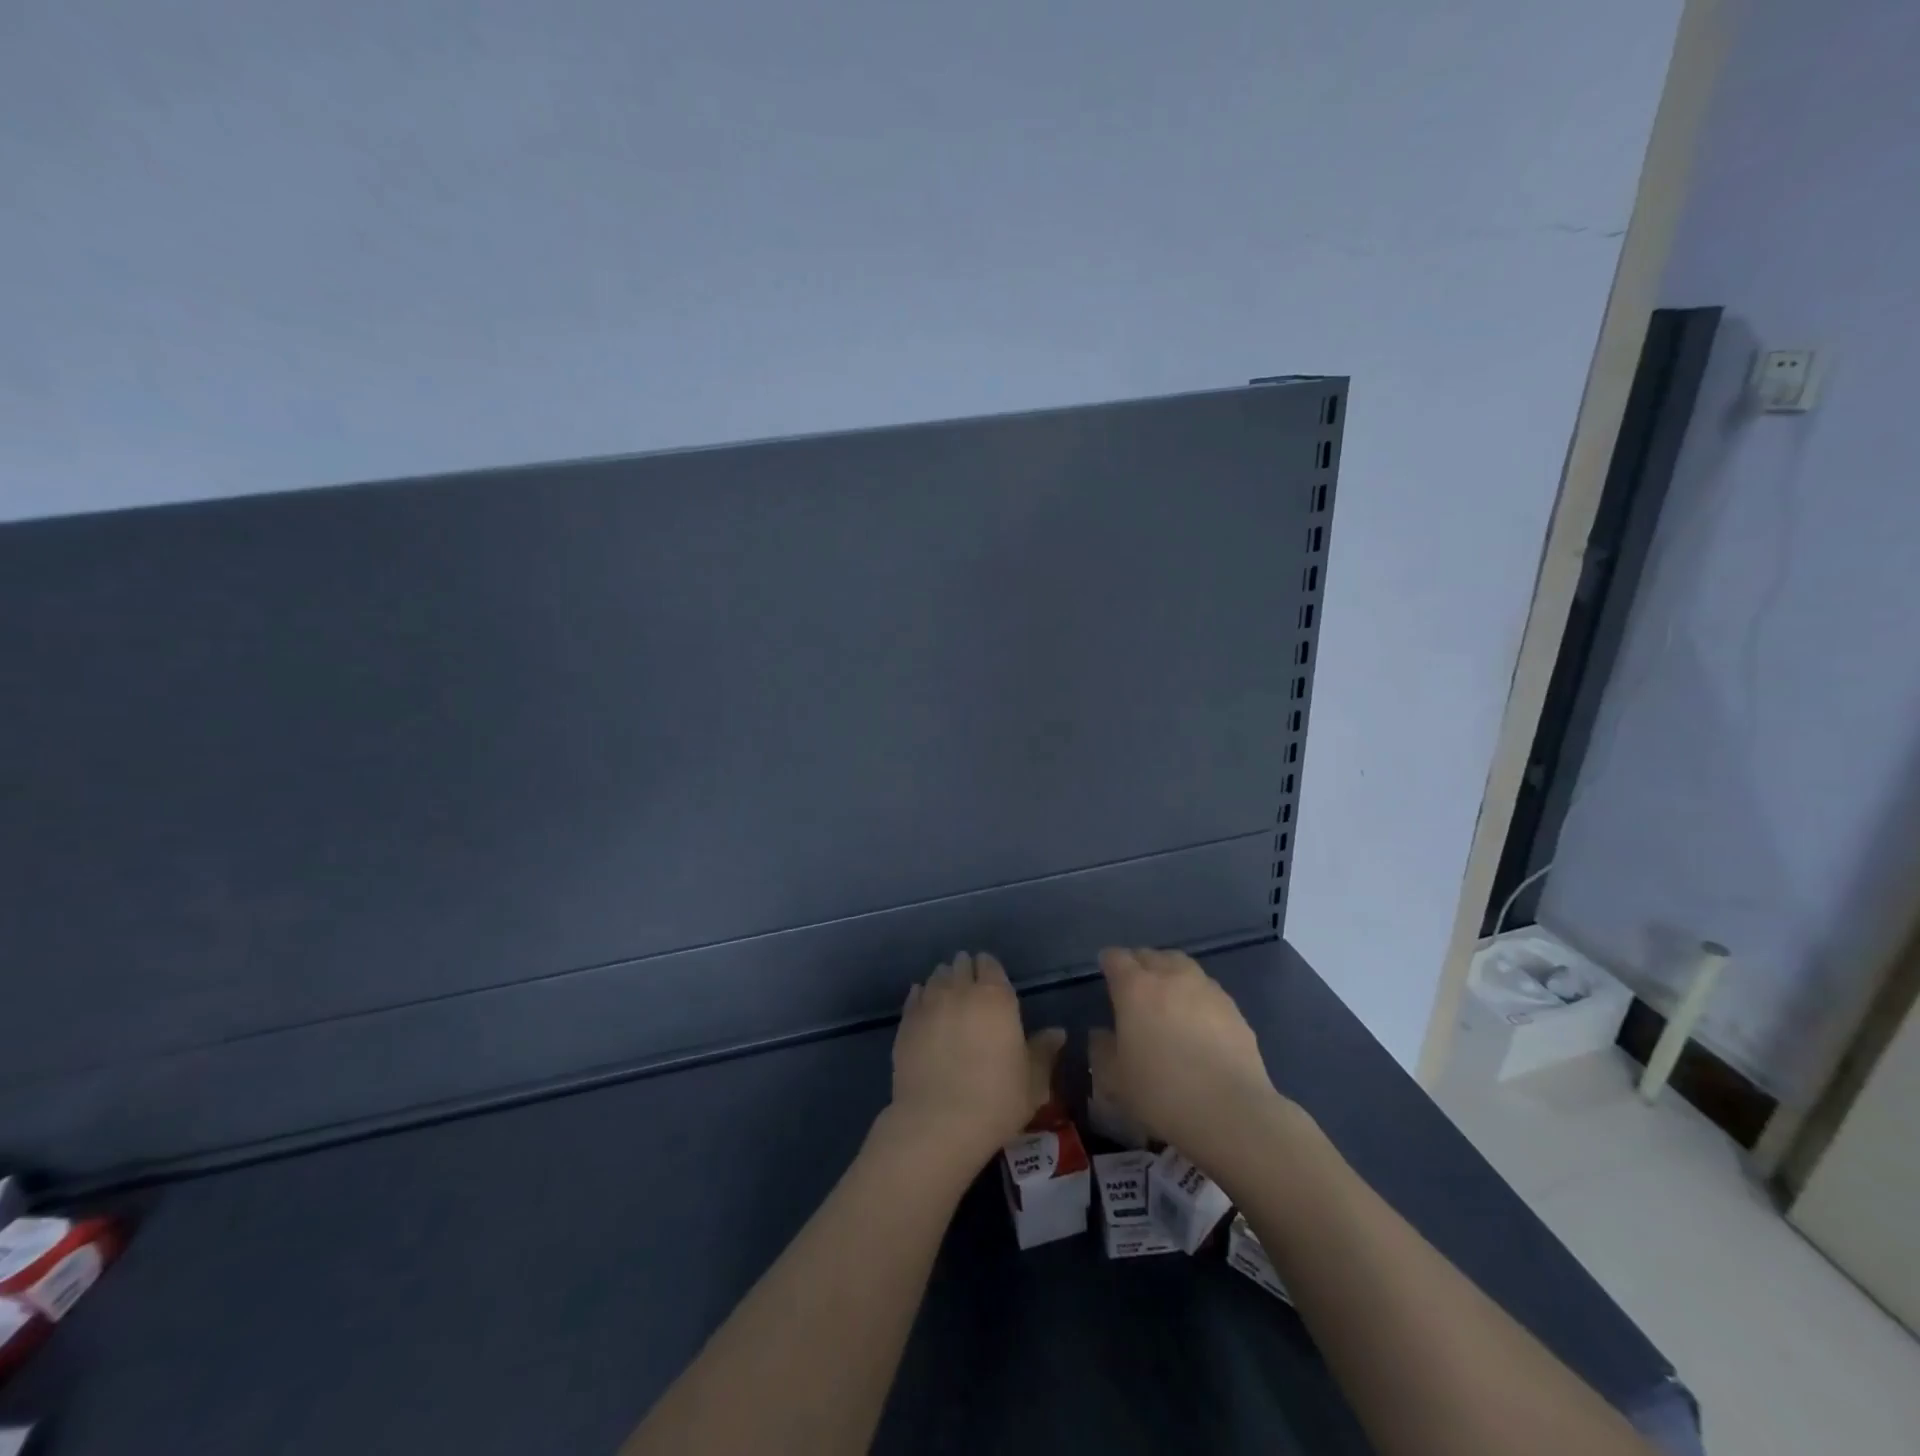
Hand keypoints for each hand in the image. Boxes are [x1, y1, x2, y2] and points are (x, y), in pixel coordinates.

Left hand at [884, 952, 1064, 1171]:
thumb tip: (1057, 1033)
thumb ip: (1044, 1052)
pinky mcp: (906, 1021)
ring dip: (944, 981)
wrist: (938, 1122)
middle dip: (966, 971)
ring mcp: (930, 1003)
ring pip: (937, 976)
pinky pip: (915, 996)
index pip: (990, 965)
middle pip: (961, 965)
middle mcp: (961, 991)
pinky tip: (926, 1009)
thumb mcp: (1033, 1082)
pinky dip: (922, 996)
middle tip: (970, 988)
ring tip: (948, 996)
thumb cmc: (996, 1100)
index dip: (990, 970)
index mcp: (996, 998)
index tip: (992, 983)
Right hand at [1096, 947, 1285, 1173]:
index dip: (1108, 963)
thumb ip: (1103, 1050)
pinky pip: (1206, 989)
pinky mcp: (1233, 1008)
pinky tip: (1197, 1020)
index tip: (1106, 973)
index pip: (1116, 958)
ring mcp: (1206, 989)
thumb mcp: (1115, 1079)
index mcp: (1135, 988)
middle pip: (1151, 955)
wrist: (1231, 1111)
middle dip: (1139, 964)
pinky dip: (1196, 995)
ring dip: (1170, 973)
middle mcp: (1170, 977)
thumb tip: (1103, 1034)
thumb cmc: (1161, 1092)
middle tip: (1135, 985)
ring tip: (1167, 996)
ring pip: (1182, 965)